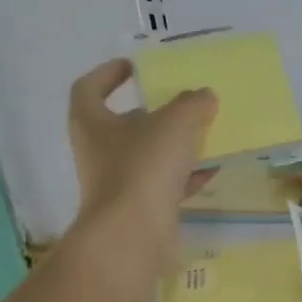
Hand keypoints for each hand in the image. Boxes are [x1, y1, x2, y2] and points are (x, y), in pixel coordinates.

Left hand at [66, 59, 216, 234]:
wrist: (135, 234)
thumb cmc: (143, 168)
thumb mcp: (174, 123)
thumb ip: (191, 104)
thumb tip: (204, 96)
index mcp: (92, 122)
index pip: (90, 87)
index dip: (109, 74)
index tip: (135, 68)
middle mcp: (99, 151)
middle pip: (122, 124)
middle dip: (151, 114)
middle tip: (181, 104)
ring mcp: (119, 183)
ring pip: (147, 156)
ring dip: (173, 146)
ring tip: (203, 134)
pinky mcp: (141, 209)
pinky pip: (165, 185)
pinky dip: (186, 176)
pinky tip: (212, 169)